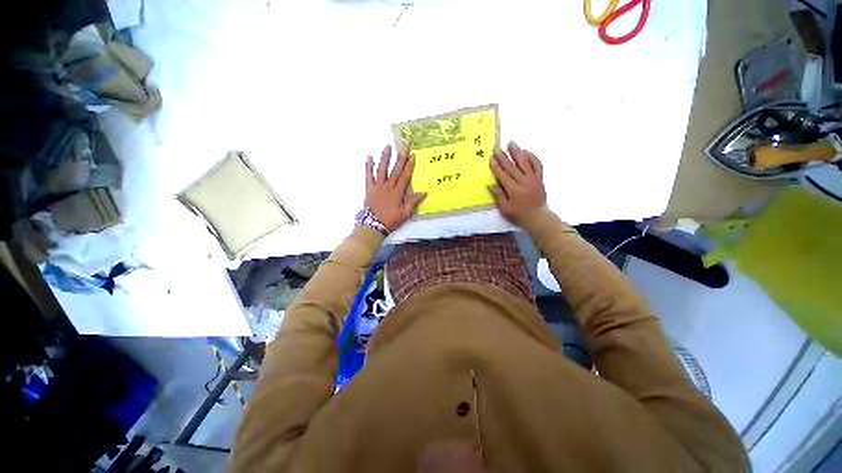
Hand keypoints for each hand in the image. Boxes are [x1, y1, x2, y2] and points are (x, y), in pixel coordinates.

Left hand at [365, 145, 426, 231]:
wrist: (372, 225)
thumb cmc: (390, 220)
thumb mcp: (405, 214)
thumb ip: (413, 202)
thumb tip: (424, 192)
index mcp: (397, 192)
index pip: (405, 176)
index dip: (409, 165)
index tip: (412, 155)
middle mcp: (388, 186)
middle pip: (395, 169)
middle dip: (400, 157)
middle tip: (404, 145)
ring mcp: (377, 186)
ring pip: (382, 169)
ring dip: (385, 157)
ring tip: (388, 146)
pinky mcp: (369, 188)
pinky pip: (368, 175)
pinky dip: (368, 166)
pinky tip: (369, 157)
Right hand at [489, 141, 547, 224]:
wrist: (537, 217)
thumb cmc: (518, 214)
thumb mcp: (505, 208)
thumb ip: (498, 196)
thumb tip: (491, 184)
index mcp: (514, 190)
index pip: (503, 175)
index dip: (496, 167)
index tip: (491, 159)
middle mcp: (524, 182)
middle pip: (512, 167)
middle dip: (503, 157)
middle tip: (496, 148)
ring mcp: (533, 179)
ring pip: (525, 163)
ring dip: (517, 152)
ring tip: (511, 143)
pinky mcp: (540, 178)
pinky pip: (537, 165)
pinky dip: (532, 157)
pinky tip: (526, 151)